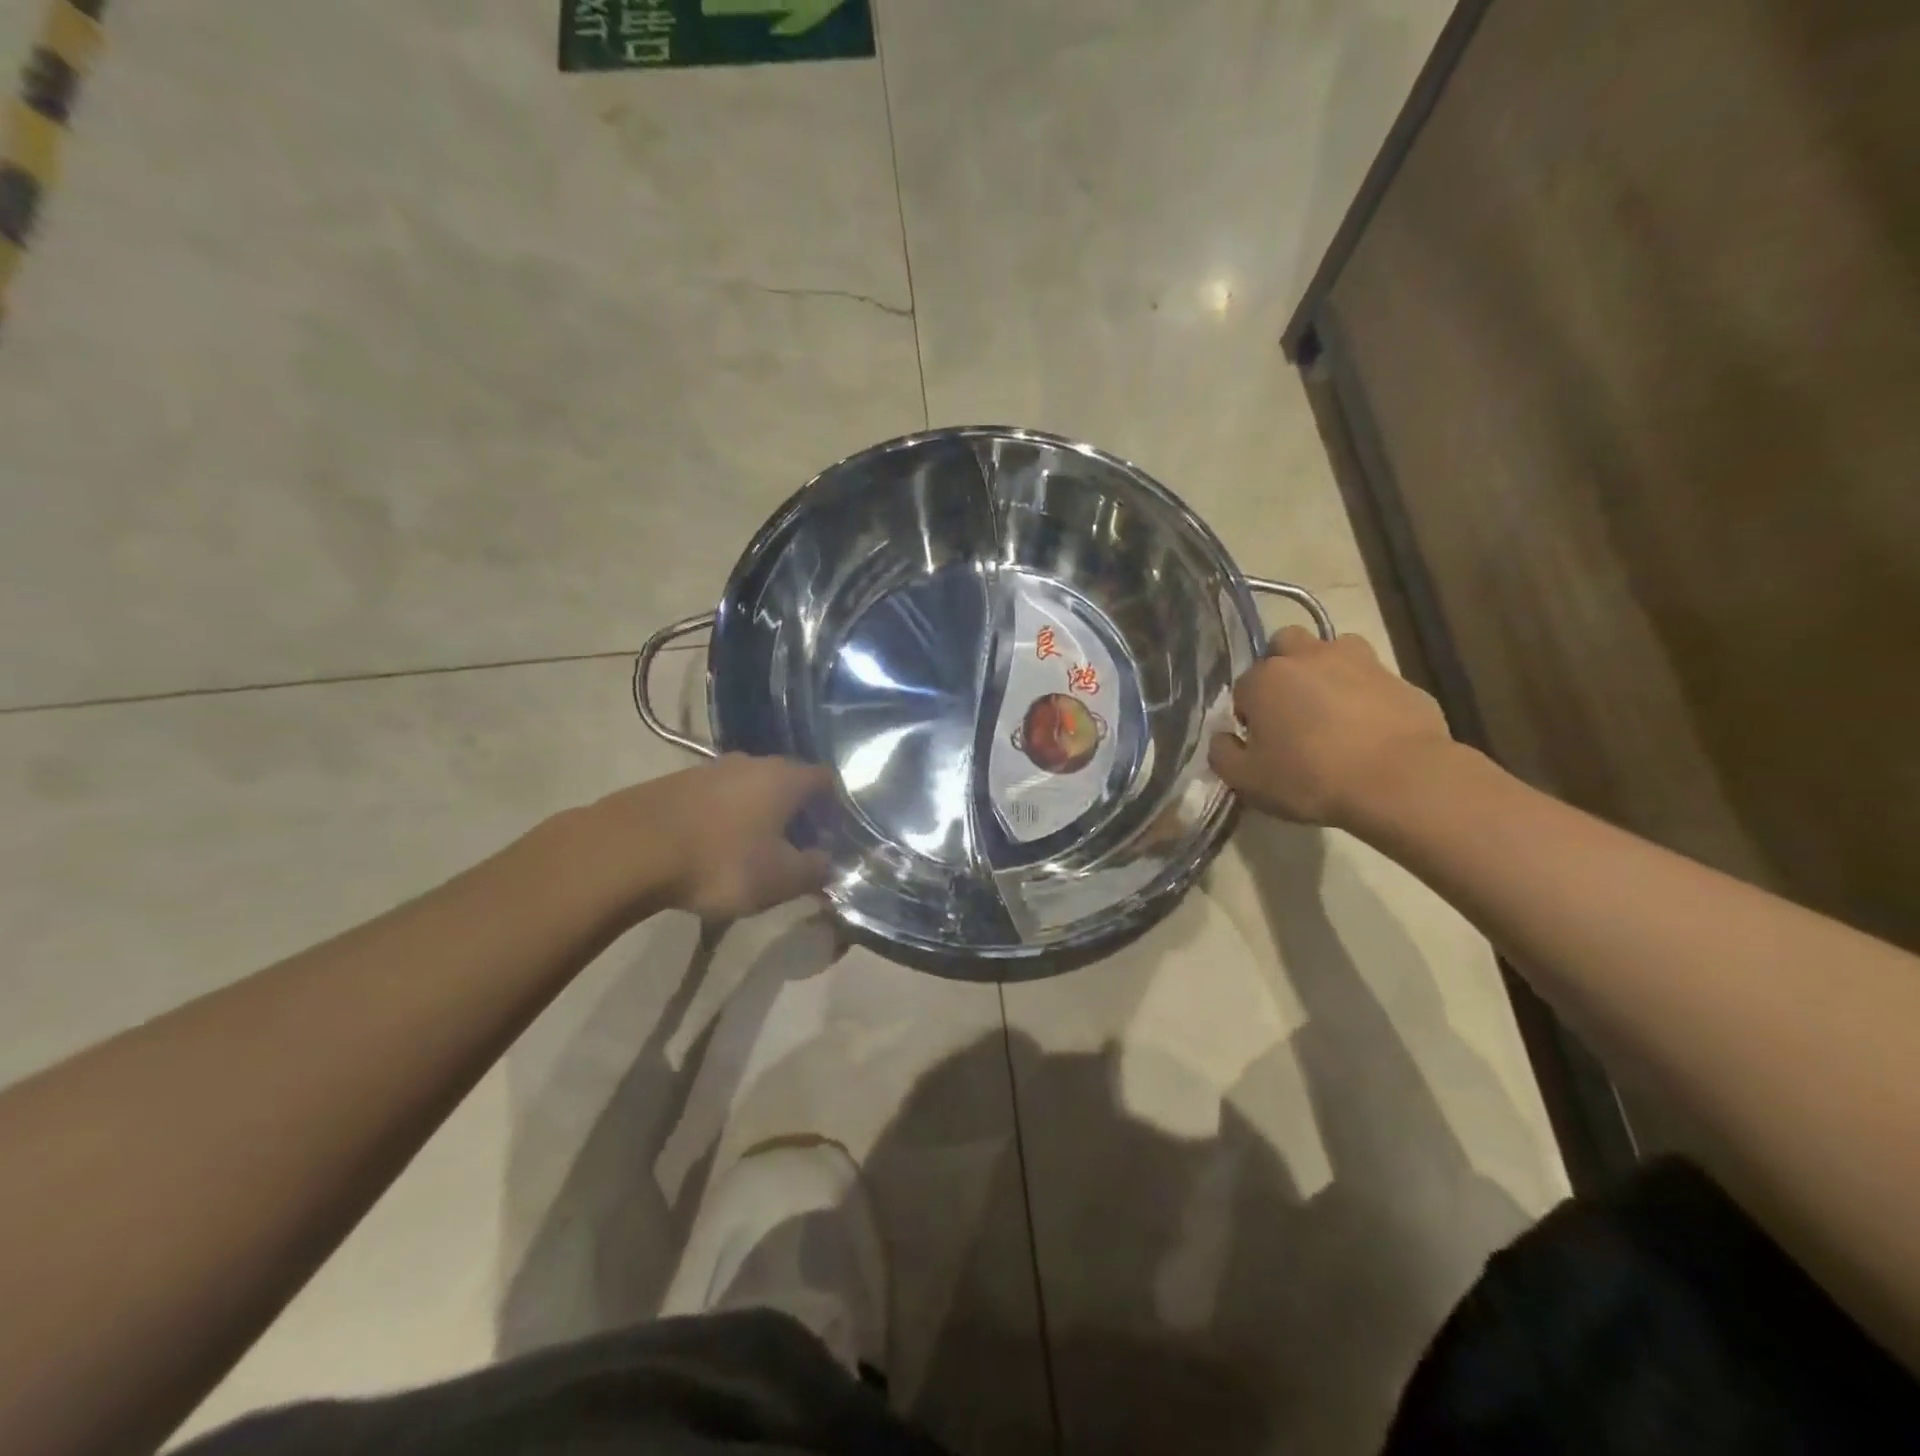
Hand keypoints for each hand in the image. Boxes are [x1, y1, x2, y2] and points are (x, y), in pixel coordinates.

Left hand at [596, 755, 835, 921]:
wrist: (630, 849)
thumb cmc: (721, 861)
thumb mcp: (780, 878)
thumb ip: (815, 870)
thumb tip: (829, 862)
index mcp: (784, 778)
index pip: (826, 780)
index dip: (836, 808)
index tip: (833, 837)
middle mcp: (751, 762)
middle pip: (788, 782)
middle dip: (797, 812)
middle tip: (798, 848)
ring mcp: (709, 769)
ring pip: (750, 789)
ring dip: (759, 815)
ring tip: (754, 850)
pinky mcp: (676, 783)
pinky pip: (716, 799)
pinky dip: (726, 819)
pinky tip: (715, 847)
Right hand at [1209, 627, 1454, 827]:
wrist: (1399, 780)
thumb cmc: (1310, 778)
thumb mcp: (1248, 780)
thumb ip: (1223, 755)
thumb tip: (1223, 739)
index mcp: (1265, 678)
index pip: (1242, 687)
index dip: (1248, 714)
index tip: (1260, 741)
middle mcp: (1308, 657)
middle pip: (1285, 643)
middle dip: (1282, 666)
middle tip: (1290, 707)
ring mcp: (1358, 661)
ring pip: (1333, 648)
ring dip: (1326, 669)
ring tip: (1331, 708)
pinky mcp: (1399, 678)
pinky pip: (1372, 677)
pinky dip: (1365, 693)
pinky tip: (1370, 727)